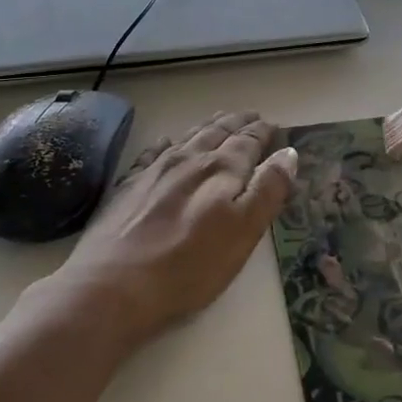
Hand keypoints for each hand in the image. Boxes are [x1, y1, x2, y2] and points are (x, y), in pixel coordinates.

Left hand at [52, 111, 296, 349]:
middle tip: (251, 115)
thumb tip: (288, 153)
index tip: (273, 125)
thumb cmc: (190, 266)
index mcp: (222, 170)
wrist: (113, 286)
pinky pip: (152, 153)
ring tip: (220, 119)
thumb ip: (268, 190)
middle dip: (238, 123)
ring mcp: (155, 171)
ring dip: (208, 127)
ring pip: (188, 138)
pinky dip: (166, 143)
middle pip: (218, 133)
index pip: (248, 142)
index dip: (262, 132)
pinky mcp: (128, 186)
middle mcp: (190, 160)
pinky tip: (166, 142)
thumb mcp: (244, 232)